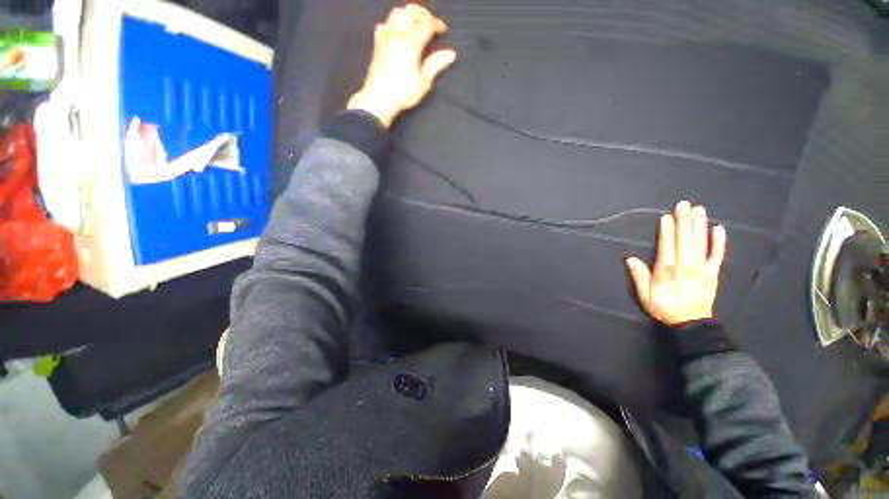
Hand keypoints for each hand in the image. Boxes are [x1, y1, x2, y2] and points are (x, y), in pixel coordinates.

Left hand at [347, 4, 456, 127]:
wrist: (379, 98)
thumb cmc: (403, 93)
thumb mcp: (423, 82)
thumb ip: (435, 65)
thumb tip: (451, 54)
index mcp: (411, 43)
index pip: (427, 23)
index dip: (437, 24)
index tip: (442, 31)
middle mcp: (398, 34)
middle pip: (411, 10)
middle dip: (423, 14)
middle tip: (430, 25)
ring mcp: (385, 36)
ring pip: (397, 13)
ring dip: (408, 16)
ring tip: (415, 28)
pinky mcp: (377, 43)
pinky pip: (385, 24)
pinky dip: (393, 24)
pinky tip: (398, 35)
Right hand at [625, 201, 726, 326]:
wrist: (692, 324)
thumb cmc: (665, 308)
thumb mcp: (645, 296)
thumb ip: (639, 276)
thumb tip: (629, 259)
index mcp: (667, 270)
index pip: (667, 246)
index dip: (667, 231)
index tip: (668, 216)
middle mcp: (685, 265)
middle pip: (684, 240)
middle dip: (684, 221)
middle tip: (684, 204)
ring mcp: (701, 268)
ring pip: (700, 243)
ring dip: (699, 225)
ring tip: (698, 210)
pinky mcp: (713, 273)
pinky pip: (717, 255)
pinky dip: (719, 242)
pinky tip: (718, 229)